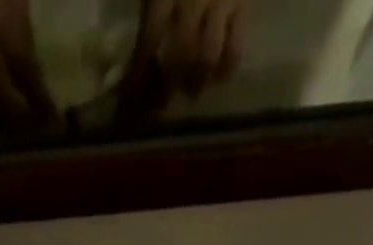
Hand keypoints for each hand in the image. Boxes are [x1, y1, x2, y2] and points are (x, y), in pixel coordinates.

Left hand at [119, 0, 245, 118]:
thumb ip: (149, 3)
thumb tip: (137, 49)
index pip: (148, 42)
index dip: (138, 76)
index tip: (129, 100)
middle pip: (177, 57)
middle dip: (165, 88)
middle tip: (159, 106)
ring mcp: (221, 2)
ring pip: (206, 57)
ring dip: (195, 82)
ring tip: (189, 93)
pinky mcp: (243, 4)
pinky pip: (236, 45)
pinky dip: (226, 67)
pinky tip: (218, 78)